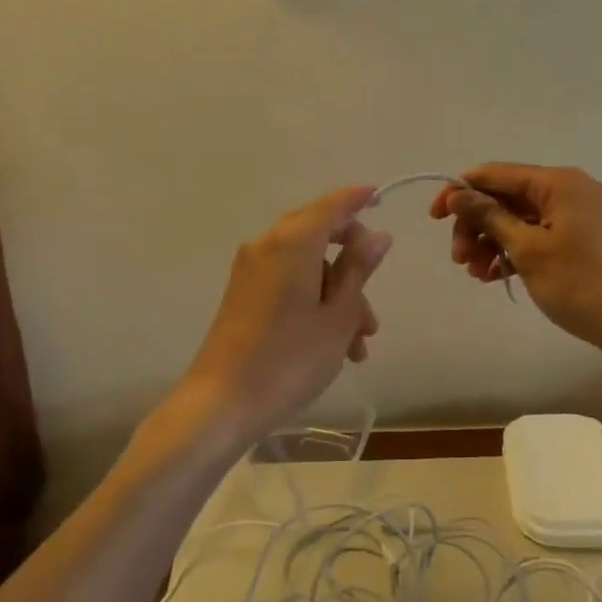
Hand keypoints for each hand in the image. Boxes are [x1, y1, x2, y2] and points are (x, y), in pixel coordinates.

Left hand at [173, 185, 390, 451]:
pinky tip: (334, 345)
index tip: (381, 197)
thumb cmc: (289, 359)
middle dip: (353, 265)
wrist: (221, 404)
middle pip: (319, 232)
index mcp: (293, 242)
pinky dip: (314, 301)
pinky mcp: (243, 293)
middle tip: (374, 302)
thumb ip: (358, 268)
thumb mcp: (337, 316)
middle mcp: (268, 245)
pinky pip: (288, 281)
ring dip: (338, 295)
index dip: (358, 198)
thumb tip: (377, 235)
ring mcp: (251, 269)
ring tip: (359, 344)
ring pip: (307, 265)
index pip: (332, 204)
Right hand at [429, 164, 601, 361]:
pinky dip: (513, 250)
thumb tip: (458, 193)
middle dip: (476, 224)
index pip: (496, 174)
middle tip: (458, 258)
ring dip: (490, 240)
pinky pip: (536, 233)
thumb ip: (489, 216)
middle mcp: (569, 188)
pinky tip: (494, 276)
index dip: (460, 191)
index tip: (434, 217)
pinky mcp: (580, 236)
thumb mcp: (527, 249)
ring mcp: (577, 213)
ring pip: (518, 217)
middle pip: (505, 196)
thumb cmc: (580, 285)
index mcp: (558, 182)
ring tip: (475, 273)